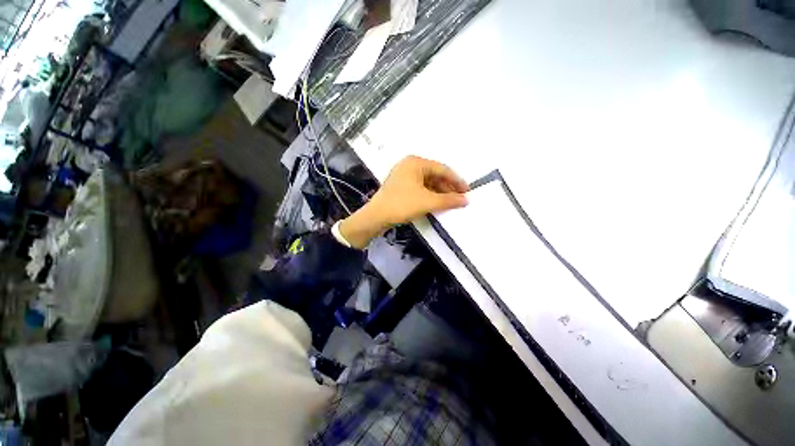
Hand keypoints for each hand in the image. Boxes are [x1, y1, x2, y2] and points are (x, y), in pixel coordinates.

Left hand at [339, 156, 468, 248]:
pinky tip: (436, 202)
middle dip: (447, 187)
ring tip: (449, 202)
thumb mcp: (427, 202)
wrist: (376, 216)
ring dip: (439, 192)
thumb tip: (466, 200)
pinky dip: (429, 195)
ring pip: (427, 182)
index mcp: (416, 162)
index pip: (442, 169)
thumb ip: (448, 200)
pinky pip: (419, 187)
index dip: (456, 180)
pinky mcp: (400, 186)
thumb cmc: (402, 204)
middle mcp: (409, 165)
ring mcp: (403, 175)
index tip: (467, 191)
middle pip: (434, 175)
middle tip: (459, 198)